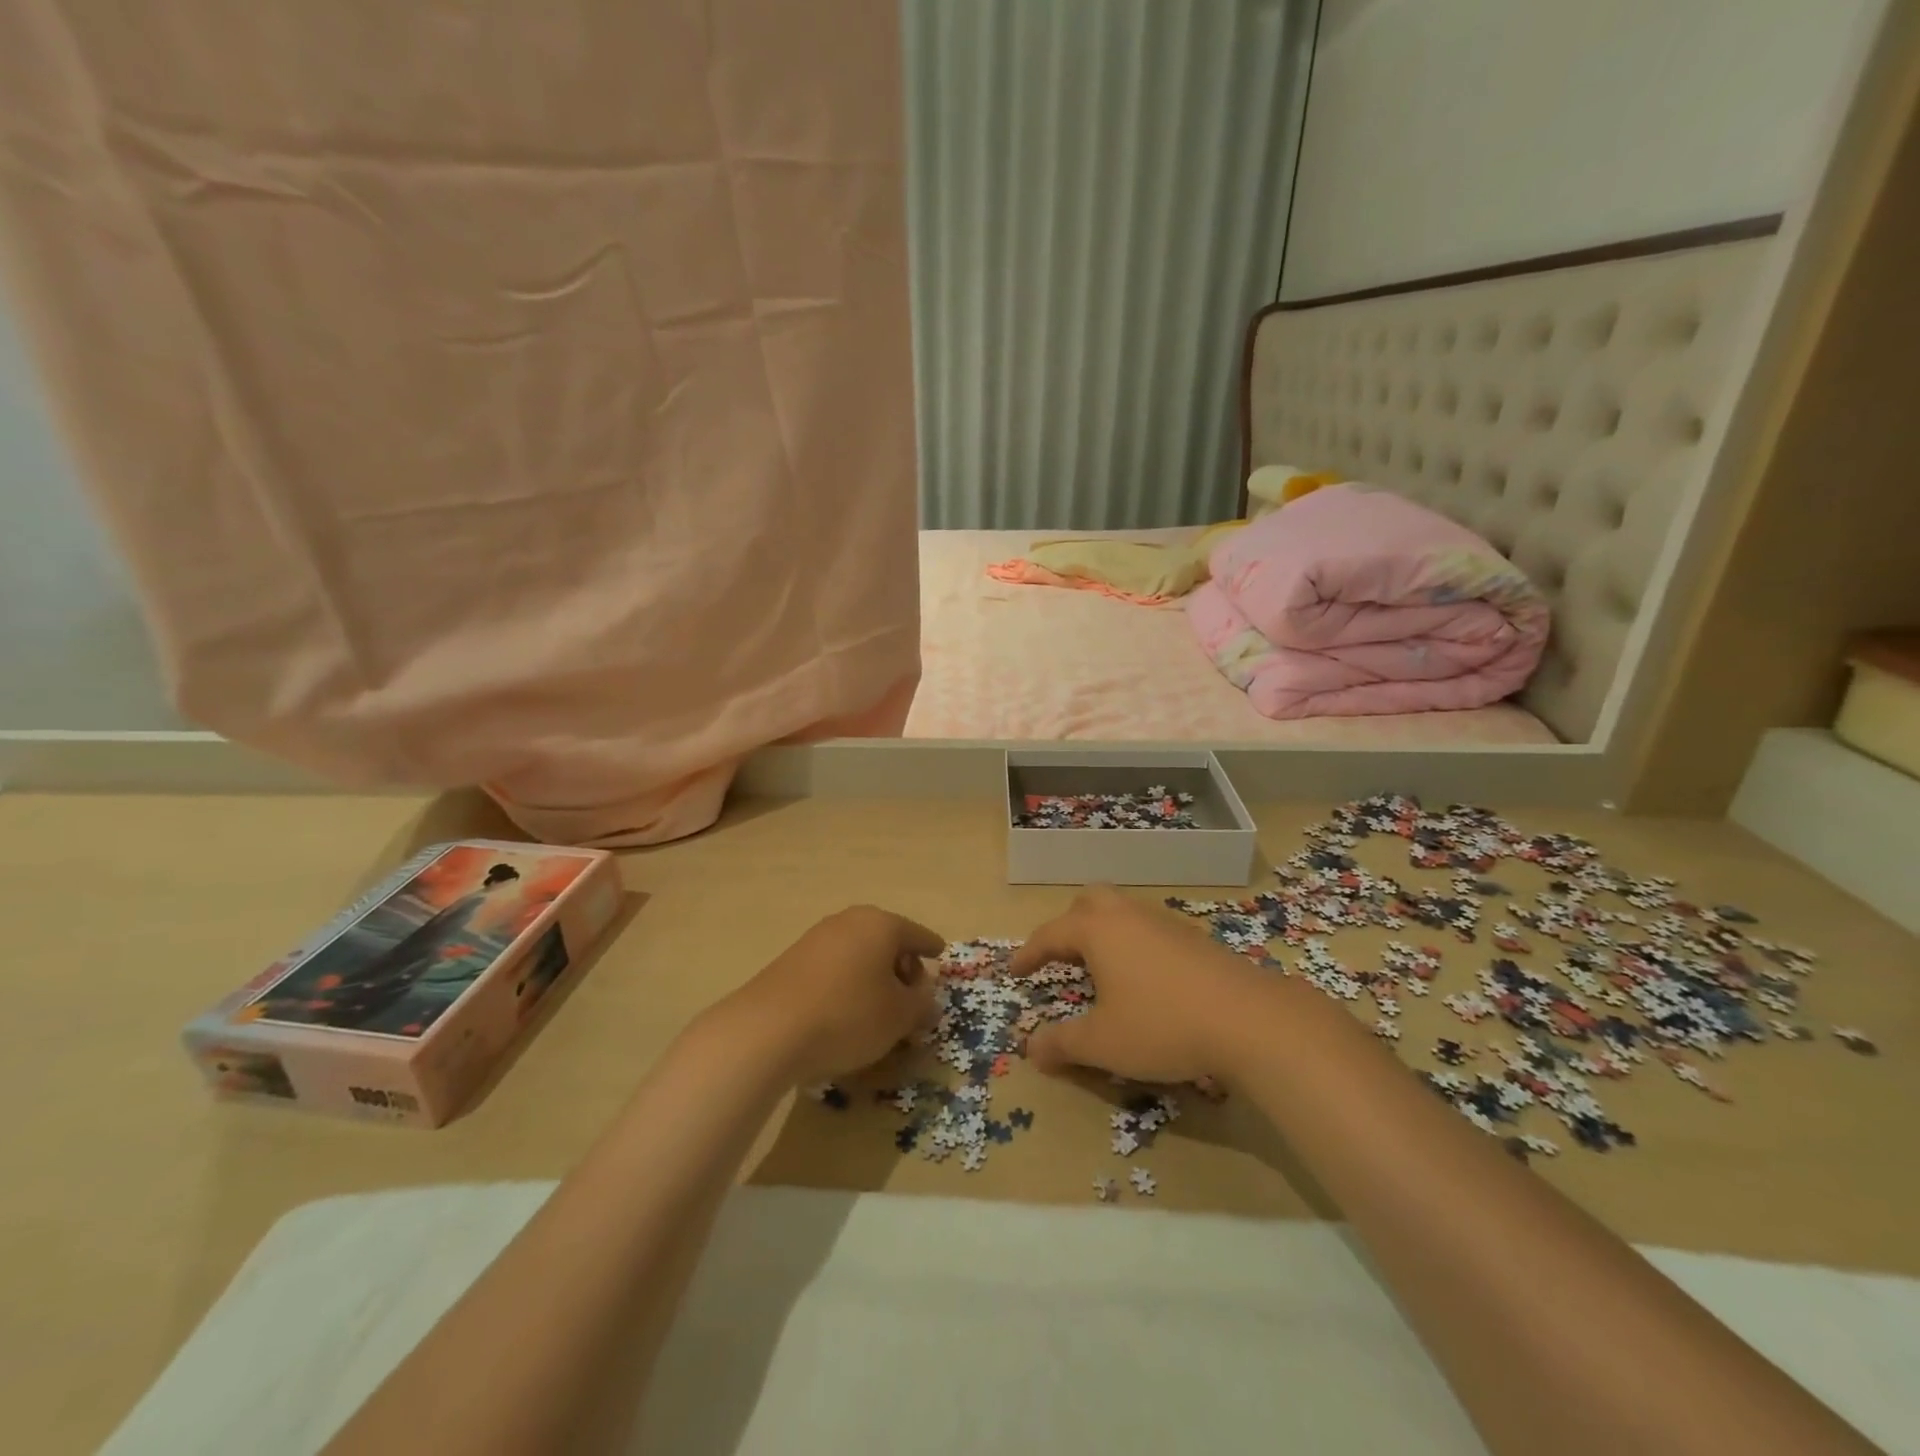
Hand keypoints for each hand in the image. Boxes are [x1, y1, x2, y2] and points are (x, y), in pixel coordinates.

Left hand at [720, 906, 944, 1084]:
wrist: (767, 1031)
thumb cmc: (848, 1015)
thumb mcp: (899, 1016)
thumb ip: (921, 1003)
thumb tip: (926, 997)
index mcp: (881, 924)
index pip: (917, 934)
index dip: (931, 948)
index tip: (940, 956)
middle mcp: (849, 921)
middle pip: (887, 942)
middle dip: (901, 968)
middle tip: (911, 1000)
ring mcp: (816, 938)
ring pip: (859, 955)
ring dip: (873, 979)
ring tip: (878, 1014)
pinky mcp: (791, 961)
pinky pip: (834, 969)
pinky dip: (847, 985)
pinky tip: (845, 1015)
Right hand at [1011, 887, 1263, 1083]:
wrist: (1248, 1019)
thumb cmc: (1161, 1025)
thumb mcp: (1103, 1043)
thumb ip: (1062, 1043)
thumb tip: (1030, 1048)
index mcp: (1098, 930)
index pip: (1050, 933)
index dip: (1029, 953)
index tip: (1015, 970)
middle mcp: (1128, 915)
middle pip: (1089, 902)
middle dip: (1068, 925)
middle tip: (1061, 956)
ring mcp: (1165, 922)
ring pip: (1123, 911)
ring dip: (1104, 932)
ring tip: (1100, 967)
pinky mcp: (1195, 938)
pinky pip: (1150, 929)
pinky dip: (1134, 943)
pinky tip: (1144, 977)